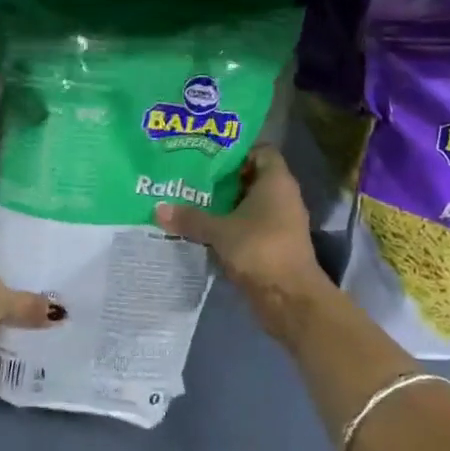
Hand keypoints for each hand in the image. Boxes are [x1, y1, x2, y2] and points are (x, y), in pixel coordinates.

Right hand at [154, 144, 330, 341]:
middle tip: (192, 177)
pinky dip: (232, 226)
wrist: (291, 299)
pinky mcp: (275, 245)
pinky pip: (251, 226)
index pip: (260, 151)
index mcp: (276, 181)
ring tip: (192, 202)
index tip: (208, 156)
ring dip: (226, 205)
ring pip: (250, 204)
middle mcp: (283, 196)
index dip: (236, 151)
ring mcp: (281, 222)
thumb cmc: (260, 250)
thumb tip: (158, 209)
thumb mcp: (219, 231)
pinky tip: (205, 230)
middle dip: (224, 179)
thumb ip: (190, 218)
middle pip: (252, 177)